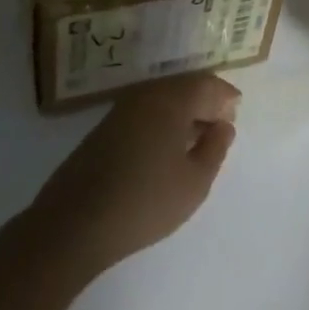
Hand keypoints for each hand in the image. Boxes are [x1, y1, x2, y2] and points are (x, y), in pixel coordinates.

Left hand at [28, 75, 238, 276]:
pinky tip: (165, 151)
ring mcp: (120, 111)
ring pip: (162, 100)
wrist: (72, 225)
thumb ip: (215, 148)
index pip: (206, 84)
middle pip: (183, 87)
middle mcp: (145, 95)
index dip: (225, 97)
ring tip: (195, 142)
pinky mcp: (103, 130)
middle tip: (220, 127)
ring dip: (183, 113)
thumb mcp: (195, 181)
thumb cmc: (144, 201)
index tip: (236, 114)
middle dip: (205, 103)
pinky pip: (144, 113)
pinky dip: (162, 123)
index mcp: (171, 99)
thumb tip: (223, 126)